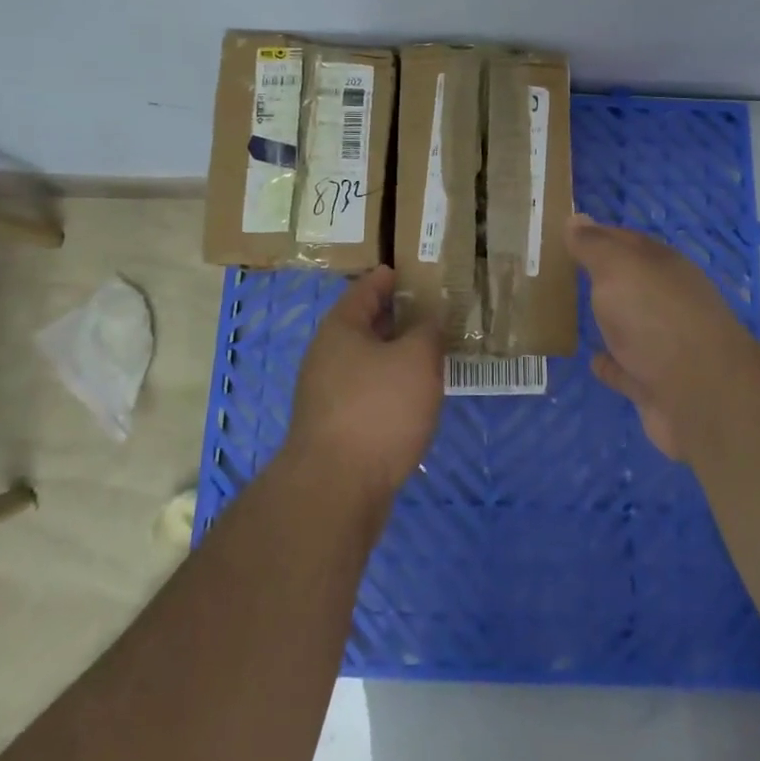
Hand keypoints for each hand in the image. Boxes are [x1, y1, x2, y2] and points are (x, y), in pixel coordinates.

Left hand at [285, 266, 442, 504]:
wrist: (335, 490)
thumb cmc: (378, 410)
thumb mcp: (416, 360)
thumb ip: (428, 331)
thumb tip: (429, 318)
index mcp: (341, 328)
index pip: (367, 289)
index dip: (390, 277)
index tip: (413, 270)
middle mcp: (327, 355)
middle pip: (365, 325)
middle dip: (397, 317)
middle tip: (432, 311)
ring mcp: (326, 394)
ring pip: (367, 361)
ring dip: (395, 355)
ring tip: (430, 353)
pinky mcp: (334, 428)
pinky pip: (367, 392)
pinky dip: (390, 386)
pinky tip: (413, 398)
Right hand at [565, 214, 754, 461]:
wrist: (702, 398)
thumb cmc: (657, 319)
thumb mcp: (619, 268)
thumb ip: (595, 246)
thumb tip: (575, 218)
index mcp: (663, 266)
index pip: (626, 240)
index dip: (596, 235)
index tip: (564, 234)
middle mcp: (668, 300)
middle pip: (630, 282)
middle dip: (601, 276)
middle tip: (560, 271)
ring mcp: (665, 344)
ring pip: (629, 324)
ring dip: (607, 319)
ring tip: (572, 313)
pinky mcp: (656, 385)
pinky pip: (626, 369)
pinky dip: (610, 364)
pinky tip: (591, 360)